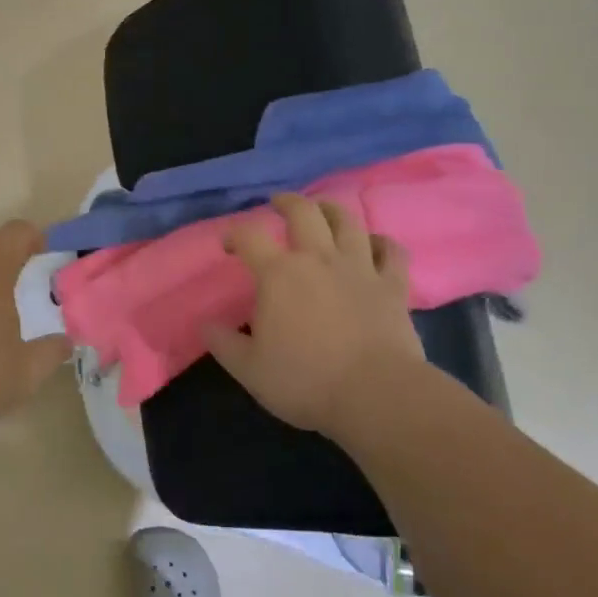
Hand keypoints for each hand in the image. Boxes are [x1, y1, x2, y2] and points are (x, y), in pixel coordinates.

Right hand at [203, 194, 427, 435]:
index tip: (229, 245)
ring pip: (348, 221)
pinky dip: (382, 242)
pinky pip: (391, 250)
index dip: (235, 234)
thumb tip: (204, 324)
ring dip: (332, 210)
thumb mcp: (250, 369)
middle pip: (303, 212)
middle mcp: (318, 259)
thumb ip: (223, 343)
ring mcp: (359, 268)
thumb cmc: (305, 381)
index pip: (250, 236)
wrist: (375, 394)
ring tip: (324, 211)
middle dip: (287, 202)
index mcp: (278, 274)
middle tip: (278, 204)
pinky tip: (374, 244)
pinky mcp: (393, 285)